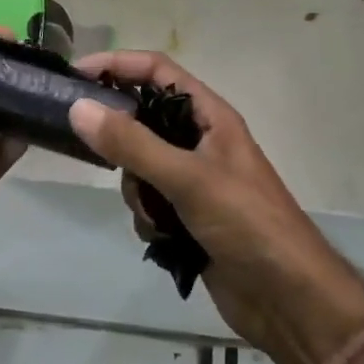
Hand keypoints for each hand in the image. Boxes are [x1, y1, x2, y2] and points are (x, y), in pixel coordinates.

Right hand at [68, 51, 363, 363]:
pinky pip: (149, 204)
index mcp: (209, 117)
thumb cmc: (246, 223)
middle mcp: (199, 142)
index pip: (157, 72)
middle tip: (97, 154)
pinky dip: (149, 219)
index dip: (118, 65)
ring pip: (140, 167)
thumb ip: (132, 144)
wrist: (287, 298)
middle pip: (143, 120)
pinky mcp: (187, 218)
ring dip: (138, 191)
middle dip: (122, 142)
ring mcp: (193, 181)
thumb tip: (79, 107)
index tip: (76, 75)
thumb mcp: (187, 178)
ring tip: (156, 214)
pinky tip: (164, 240)